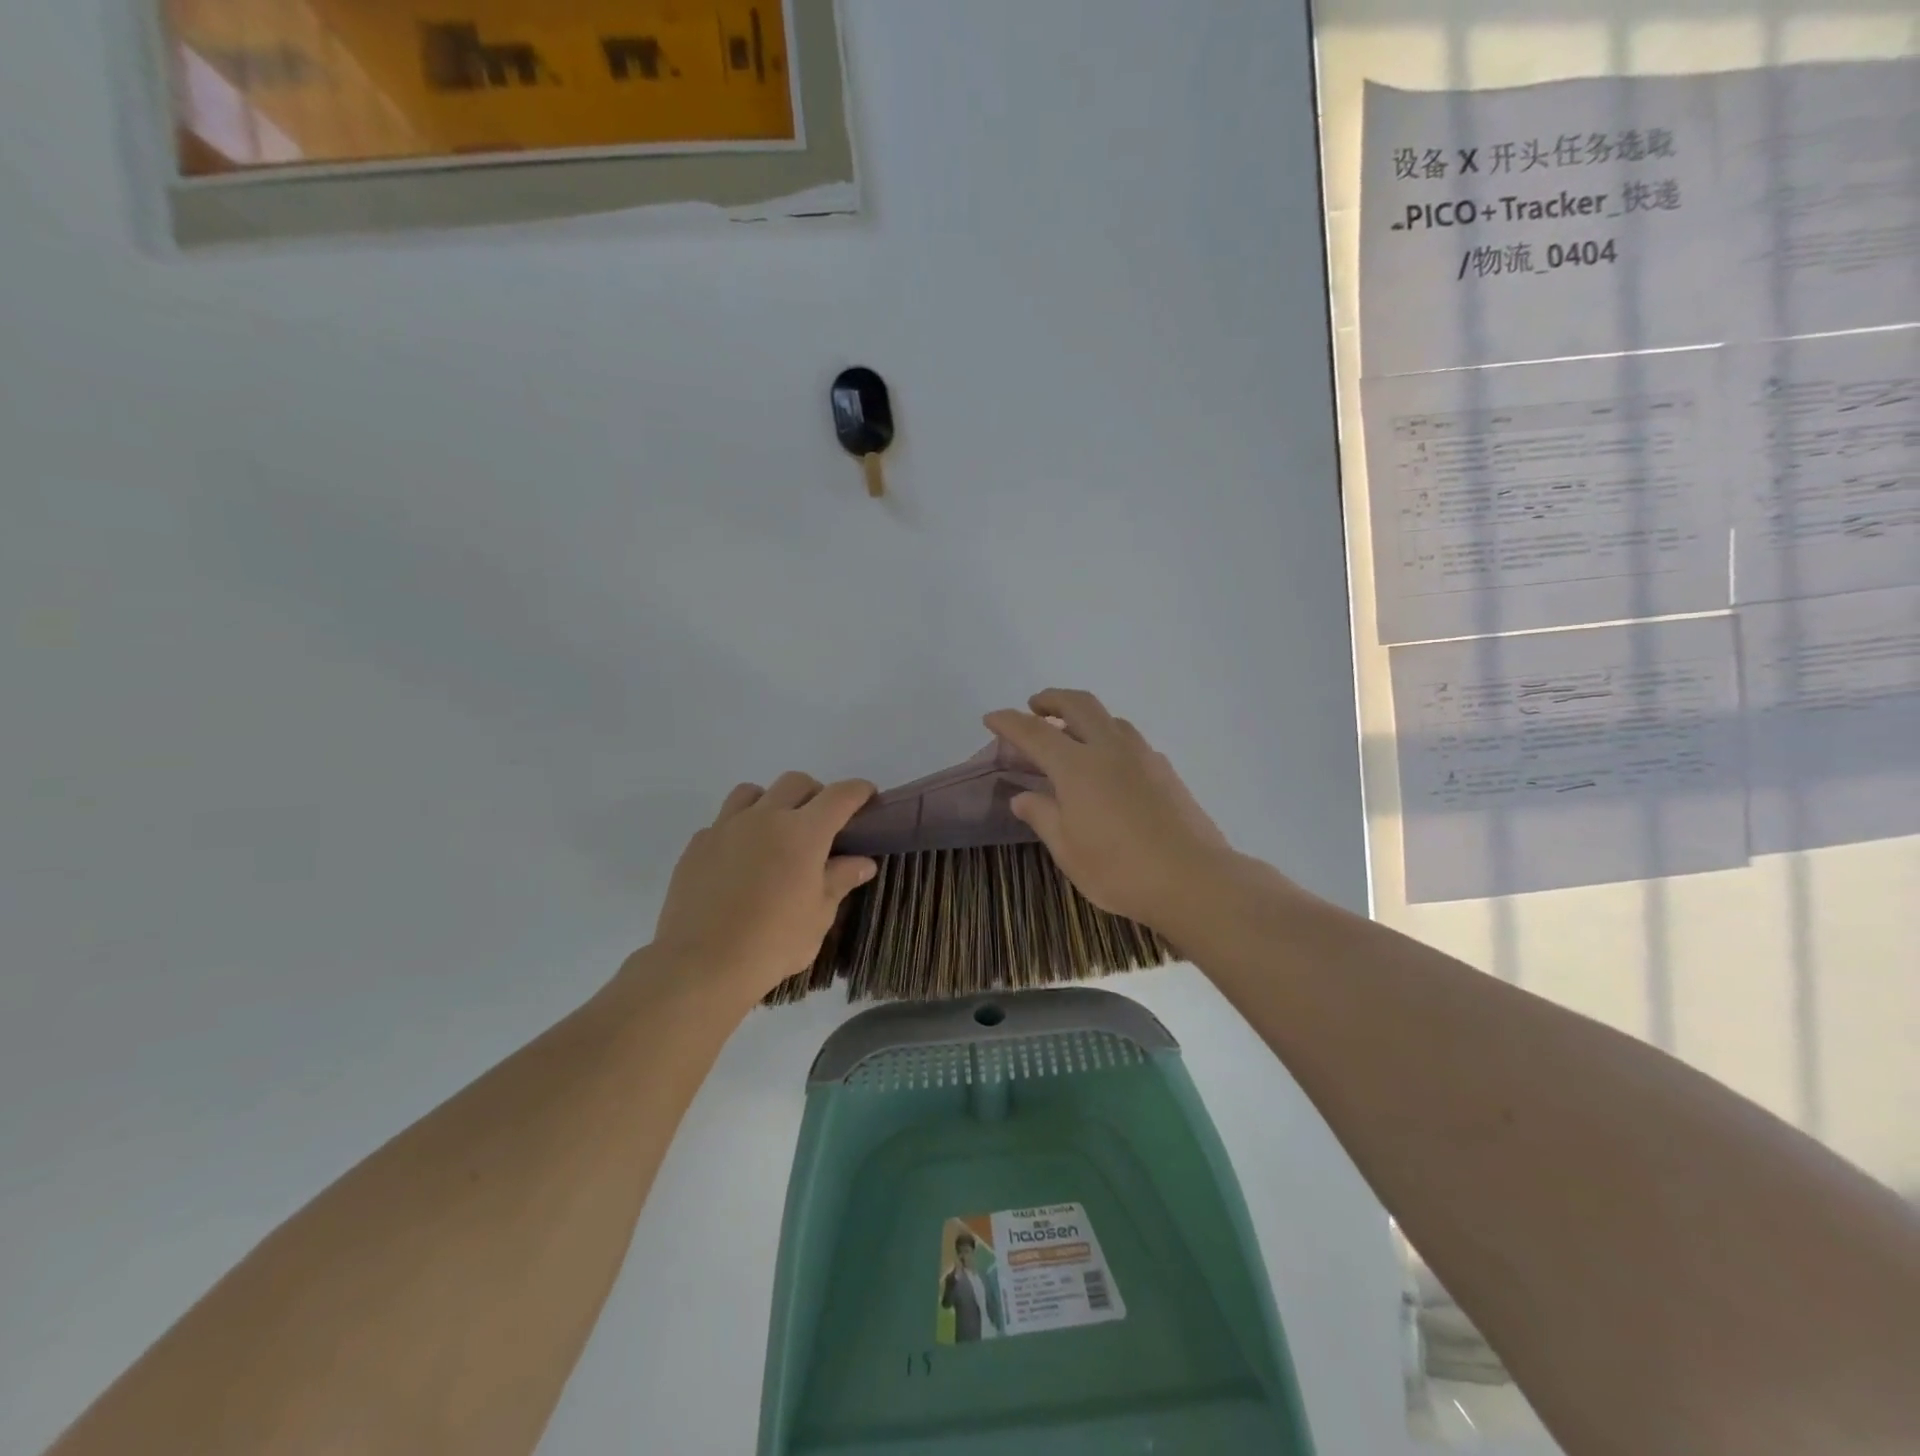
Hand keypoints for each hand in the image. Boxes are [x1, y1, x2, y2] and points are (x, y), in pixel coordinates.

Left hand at [646, 773, 876, 1007]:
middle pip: (796, 783)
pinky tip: (739, 861)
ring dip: (771, 802)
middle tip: (821, 824)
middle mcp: (765, 818)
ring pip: (752, 792)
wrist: (702, 965)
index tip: (868, 796)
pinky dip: (738, 831)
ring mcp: (726, 827)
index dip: (858, 791)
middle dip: (815, 794)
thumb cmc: (773, 943)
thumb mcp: (818, 916)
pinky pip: (722, 822)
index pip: (839, 796)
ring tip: (774, 833)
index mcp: (803, 833)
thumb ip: (840, 880)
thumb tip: (862, 862)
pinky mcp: (697, 845)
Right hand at [984, 690, 1235, 934]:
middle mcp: (1110, 749)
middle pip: (1078, 704)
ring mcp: (1143, 756)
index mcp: (1077, 767)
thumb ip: (1042, 816)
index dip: (1009, 722)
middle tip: (1035, 707)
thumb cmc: (1120, 870)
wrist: (1193, 879)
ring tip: (1071, 734)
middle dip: (1052, 699)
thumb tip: (1022, 797)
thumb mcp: (1068, 850)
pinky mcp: (1166, 770)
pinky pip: (1130, 739)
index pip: (1034, 732)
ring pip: (1109, 718)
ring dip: (1084, 715)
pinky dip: (1109, 737)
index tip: (991, 718)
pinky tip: (1109, 765)